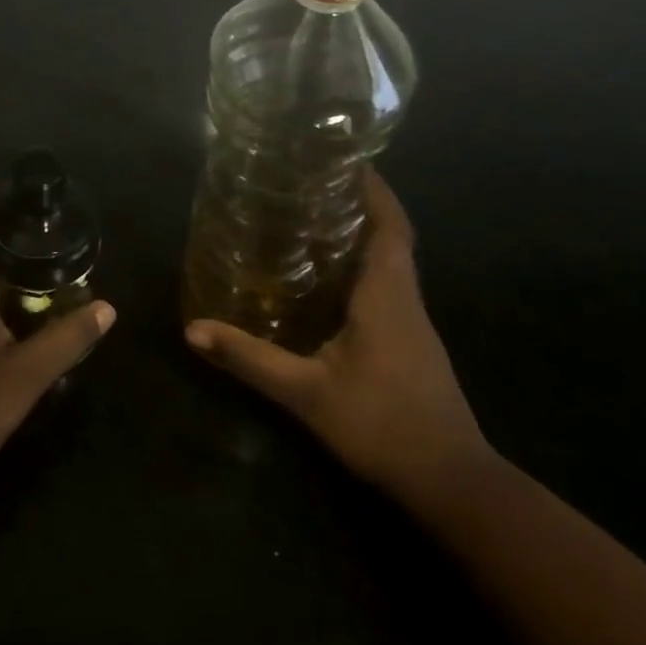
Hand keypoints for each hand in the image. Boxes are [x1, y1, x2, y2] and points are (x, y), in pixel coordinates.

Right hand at [185, 169, 491, 503]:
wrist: (452, 484)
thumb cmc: (383, 426)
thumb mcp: (307, 393)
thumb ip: (251, 359)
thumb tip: (193, 330)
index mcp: (388, 296)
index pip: (390, 226)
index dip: (374, 189)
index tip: (347, 159)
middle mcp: (406, 300)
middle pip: (390, 237)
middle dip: (359, 205)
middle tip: (311, 186)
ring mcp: (412, 324)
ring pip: (389, 264)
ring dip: (359, 237)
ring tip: (310, 221)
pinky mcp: (410, 345)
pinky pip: (386, 289)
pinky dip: (360, 270)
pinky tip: (325, 282)